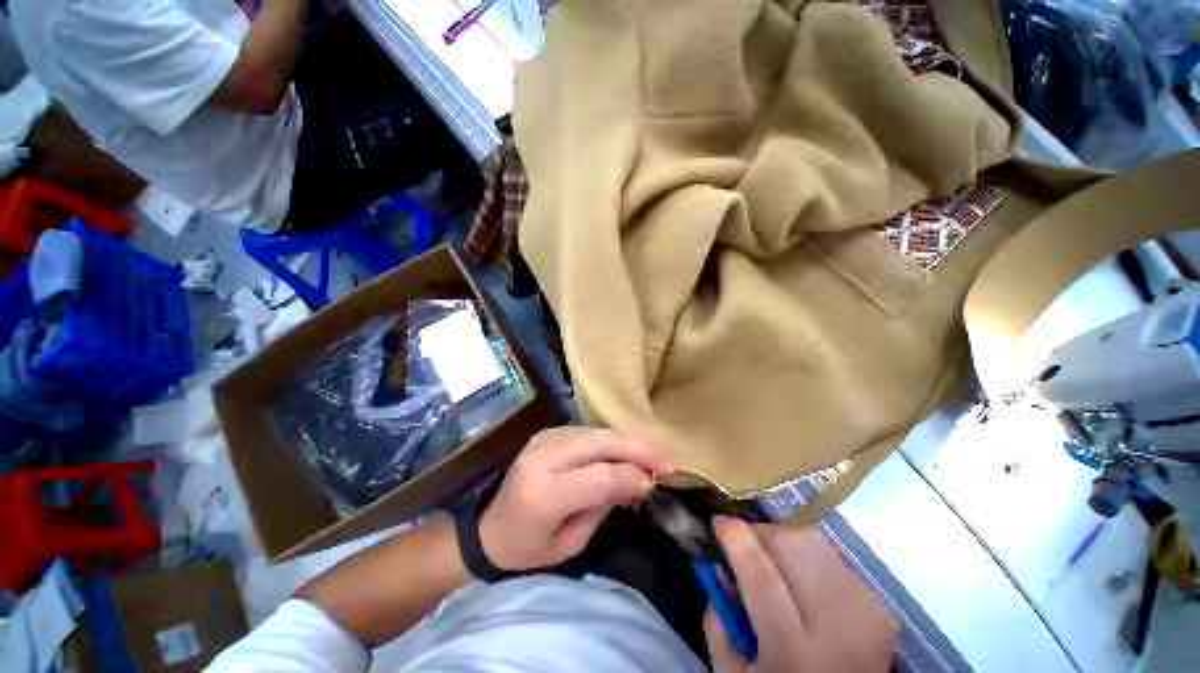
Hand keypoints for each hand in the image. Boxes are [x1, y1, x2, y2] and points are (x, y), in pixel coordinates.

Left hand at [478, 427, 674, 571]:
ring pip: (598, 432)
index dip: (633, 475)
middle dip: (639, 449)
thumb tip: (639, 479)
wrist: (489, 528)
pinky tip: (628, 451)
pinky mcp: (548, 433)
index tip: (658, 481)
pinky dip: (613, 440)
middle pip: (601, 442)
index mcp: (543, 493)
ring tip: (654, 455)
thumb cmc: (529, 548)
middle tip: (668, 461)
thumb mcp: (570, 543)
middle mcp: (543, 457)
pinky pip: (589, 431)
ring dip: (629, 442)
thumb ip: (604, 506)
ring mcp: (544, 439)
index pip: (600, 475)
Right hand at [705, 518, 894, 672]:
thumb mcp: (732, 672)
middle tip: (744, 550)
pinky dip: (806, 555)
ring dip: (781, 541)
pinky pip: (830, 554)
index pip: (761, 576)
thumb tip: (718, 566)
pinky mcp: (879, 604)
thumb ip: (715, 620)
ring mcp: (865, 610)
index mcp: (793, 651)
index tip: (716, 522)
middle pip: (790, 546)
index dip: (735, 539)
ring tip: (773, 564)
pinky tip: (803, 583)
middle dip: (758, 535)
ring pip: (811, 540)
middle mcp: (837, 626)